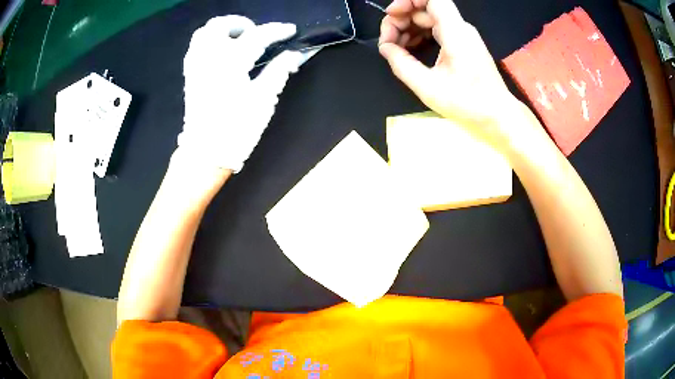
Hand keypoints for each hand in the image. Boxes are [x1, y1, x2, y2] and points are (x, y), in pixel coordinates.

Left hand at [180, 16, 303, 172]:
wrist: (206, 152)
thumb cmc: (236, 129)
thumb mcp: (263, 100)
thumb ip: (278, 71)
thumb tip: (294, 55)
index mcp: (230, 63)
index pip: (256, 36)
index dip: (276, 30)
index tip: (290, 30)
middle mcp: (208, 58)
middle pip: (220, 25)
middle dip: (241, 23)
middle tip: (256, 34)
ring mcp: (195, 65)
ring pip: (204, 32)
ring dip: (223, 30)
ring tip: (238, 40)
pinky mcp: (190, 74)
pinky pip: (196, 46)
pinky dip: (210, 41)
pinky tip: (222, 52)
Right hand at [379, 0, 532, 149]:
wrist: (498, 116)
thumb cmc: (468, 104)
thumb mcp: (428, 87)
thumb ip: (401, 64)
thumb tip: (385, 48)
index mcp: (455, 31)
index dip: (407, 1)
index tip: (390, 16)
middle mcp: (459, 28)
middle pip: (424, 9)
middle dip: (401, 20)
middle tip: (387, 43)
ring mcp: (462, 35)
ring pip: (428, 19)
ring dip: (408, 29)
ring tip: (394, 49)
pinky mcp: (462, 45)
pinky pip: (435, 30)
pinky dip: (419, 36)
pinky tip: (409, 51)